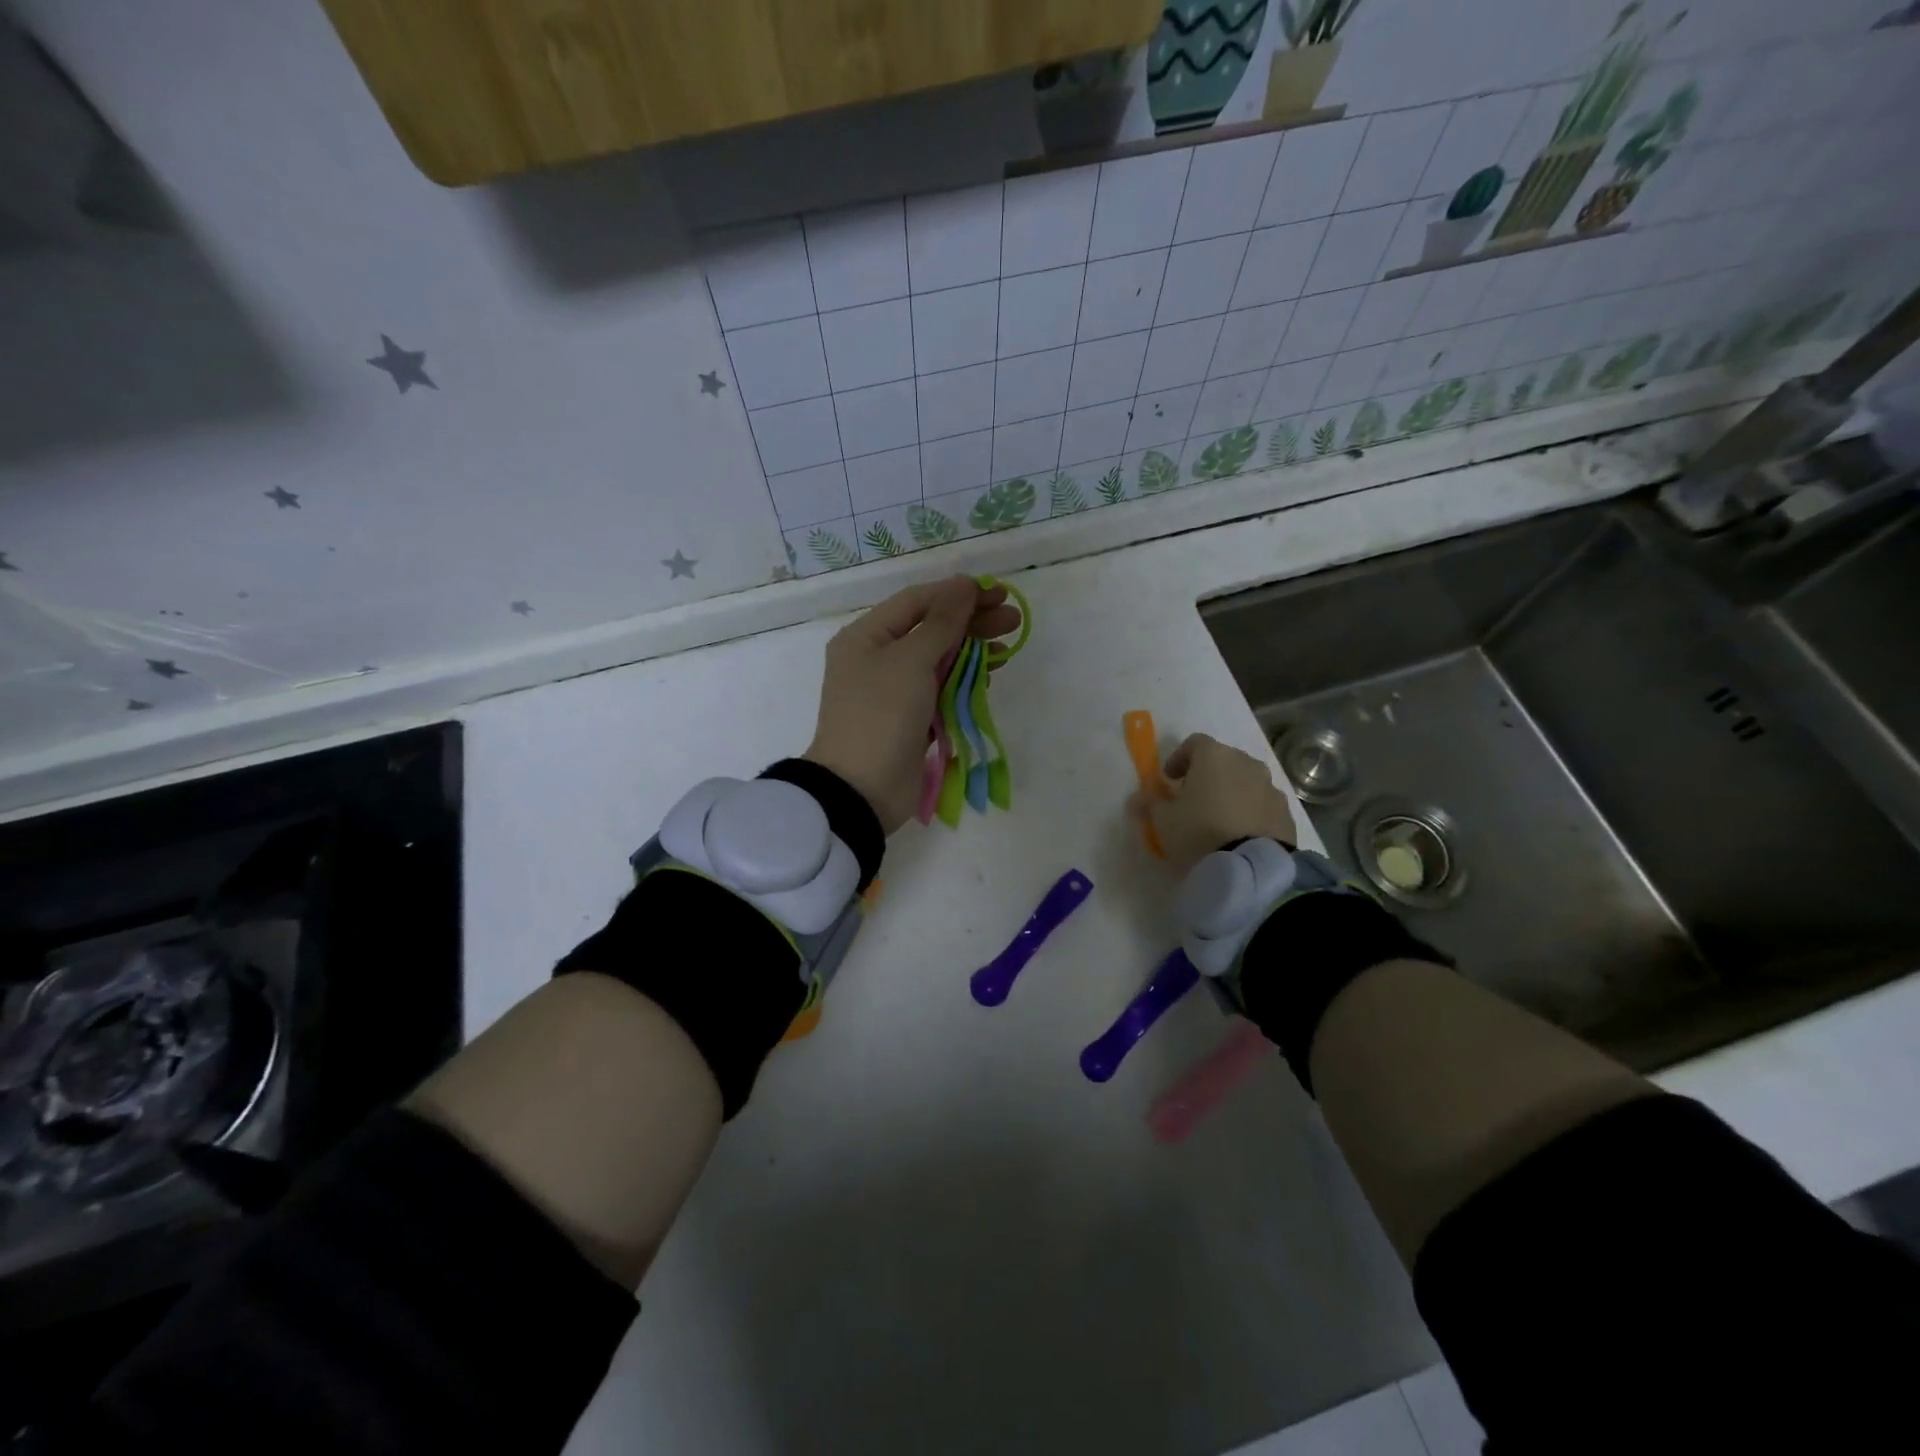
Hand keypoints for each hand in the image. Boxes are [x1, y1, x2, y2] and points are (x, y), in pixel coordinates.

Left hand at [804, 576, 1020, 832]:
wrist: (862, 789)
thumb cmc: (881, 714)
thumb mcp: (911, 660)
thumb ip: (942, 622)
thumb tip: (963, 585)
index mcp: (865, 636)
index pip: (917, 601)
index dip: (957, 594)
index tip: (997, 593)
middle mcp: (876, 659)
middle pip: (930, 630)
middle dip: (971, 623)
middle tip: (1012, 621)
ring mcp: (892, 692)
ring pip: (938, 661)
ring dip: (972, 652)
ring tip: (1007, 648)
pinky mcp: (909, 720)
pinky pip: (940, 690)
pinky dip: (964, 681)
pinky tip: (990, 674)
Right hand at [1136, 733, 1295, 871]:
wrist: (1250, 868)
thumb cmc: (1199, 832)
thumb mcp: (1163, 820)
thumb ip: (1150, 803)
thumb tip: (1138, 797)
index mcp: (1214, 756)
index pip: (1194, 743)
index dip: (1179, 758)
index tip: (1169, 780)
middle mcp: (1246, 763)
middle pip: (1223, 760)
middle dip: (1207, 775)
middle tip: (1193, 800)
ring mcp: (1270, 787)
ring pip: (1246, 782)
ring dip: (1231, 793)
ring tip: (1218, 820)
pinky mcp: (1286, 812)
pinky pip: (1262, 804)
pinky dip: (1250, 812)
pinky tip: (1240, 835)